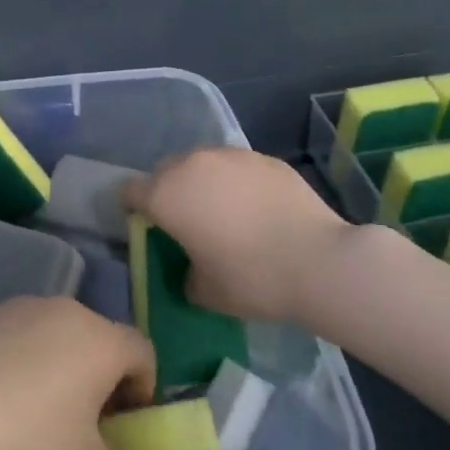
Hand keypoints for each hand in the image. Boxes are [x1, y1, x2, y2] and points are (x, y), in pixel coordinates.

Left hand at [0, 297, 156, 449]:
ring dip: (59, 366)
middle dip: (99, 379)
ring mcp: (21, 306)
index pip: (143, 353)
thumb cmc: (30, 446)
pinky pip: (17, 335)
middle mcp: (66, 309)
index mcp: (101, 339)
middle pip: (99, 340)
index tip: (121, 427)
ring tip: (34, 414)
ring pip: (56, 334)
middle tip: (80, 426)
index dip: (142, 391)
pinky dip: (19, 359)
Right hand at [124, 147, 352, 322]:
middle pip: (165, 171)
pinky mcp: (264, 158)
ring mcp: (231, 156)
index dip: (133, 209)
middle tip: (187, 223)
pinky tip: (258, 209)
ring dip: (203, 183)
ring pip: (202, 164)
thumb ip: (186, 275)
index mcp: (166, 195)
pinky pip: (237, 167)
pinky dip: (237, 183)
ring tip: (225, 213)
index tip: (148, 228)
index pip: (129, 191)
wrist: (320, 260)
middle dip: (169, 192)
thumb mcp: (205, 293)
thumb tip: (191, 267)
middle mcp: (192, 165)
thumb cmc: (252, 278)